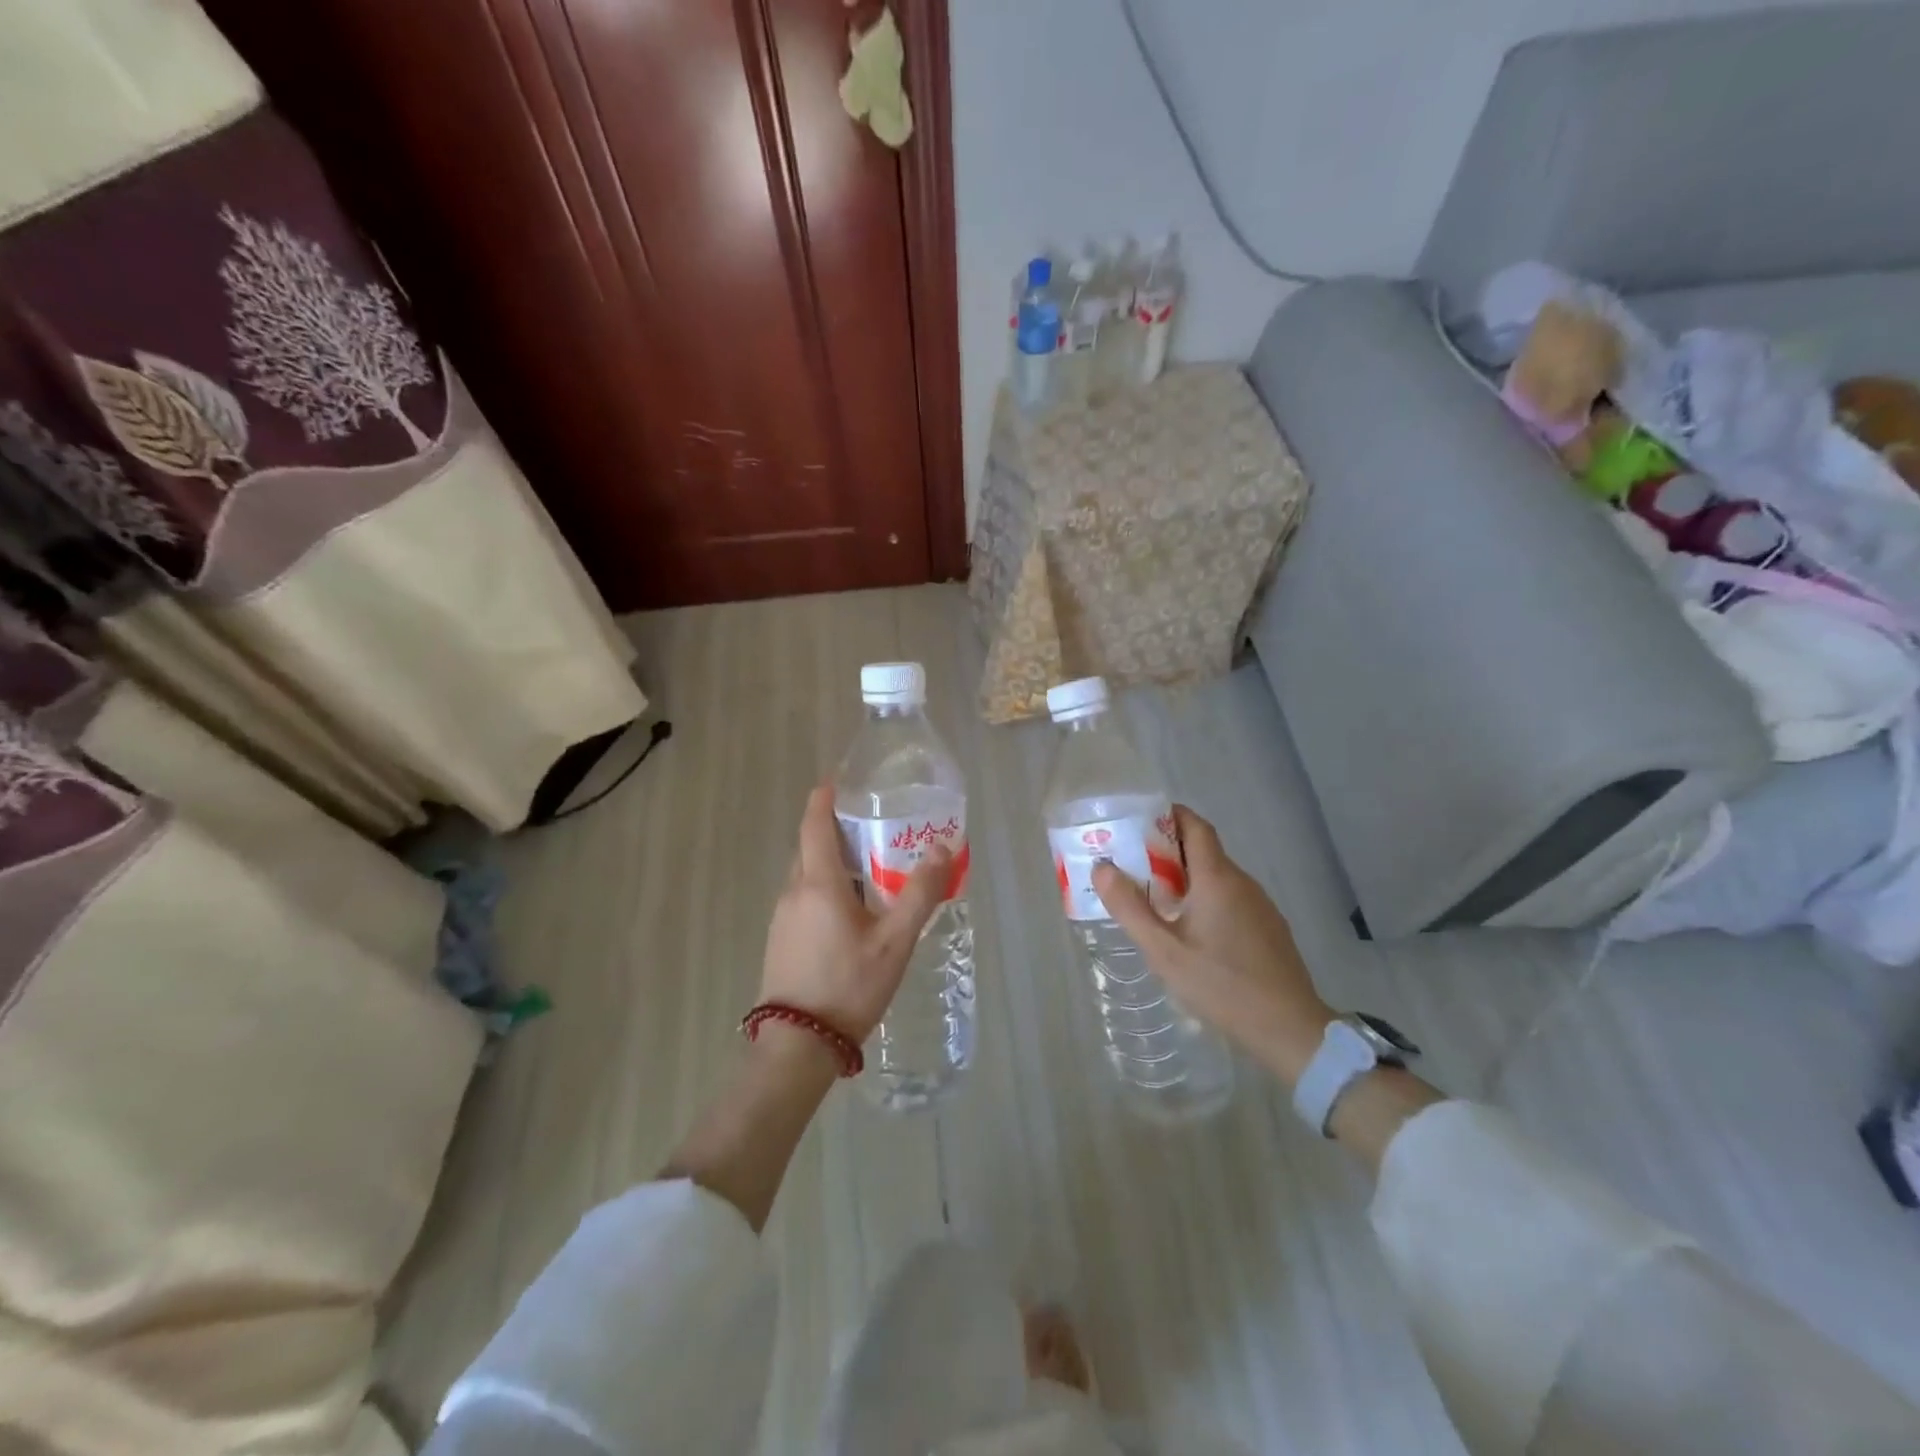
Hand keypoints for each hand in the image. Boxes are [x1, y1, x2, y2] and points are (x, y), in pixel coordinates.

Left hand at [759, 783, 951, 1043]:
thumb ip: (920, 893)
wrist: (798, 1044)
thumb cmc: (849, 985)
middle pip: (810, 846)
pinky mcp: (780, 939)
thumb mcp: (894, 941)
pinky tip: (850, 909)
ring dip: (832, 861)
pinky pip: (803, 897)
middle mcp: (793, 891)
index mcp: (818, 883)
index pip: (815, 824)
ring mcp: (782, 917)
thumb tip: (942, 848)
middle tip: (872, 825)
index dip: (824, 798)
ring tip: (869, 866)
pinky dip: (824, 886)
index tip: (838, 779)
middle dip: (835, 829)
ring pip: (806, 874)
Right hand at [1093, 805, 1333, 1086]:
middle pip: (1203, 849)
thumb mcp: (1164, 951)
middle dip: (1166, 849)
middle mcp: (1242, 882)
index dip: (1168, 816)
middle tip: (1131, 864)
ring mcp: (1260, 905)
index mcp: (1217, 878)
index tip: (1137, 822)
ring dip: (1184, 877)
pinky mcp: (1268, 927)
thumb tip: (1102, 868)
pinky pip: (1230, 897)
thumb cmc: (1221, 985)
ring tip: (1151, 897)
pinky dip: (1204, 897)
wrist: (1289, 1028)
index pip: (1195, 826)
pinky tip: (1187, 928)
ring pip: (1216, 876)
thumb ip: (1130, 908)